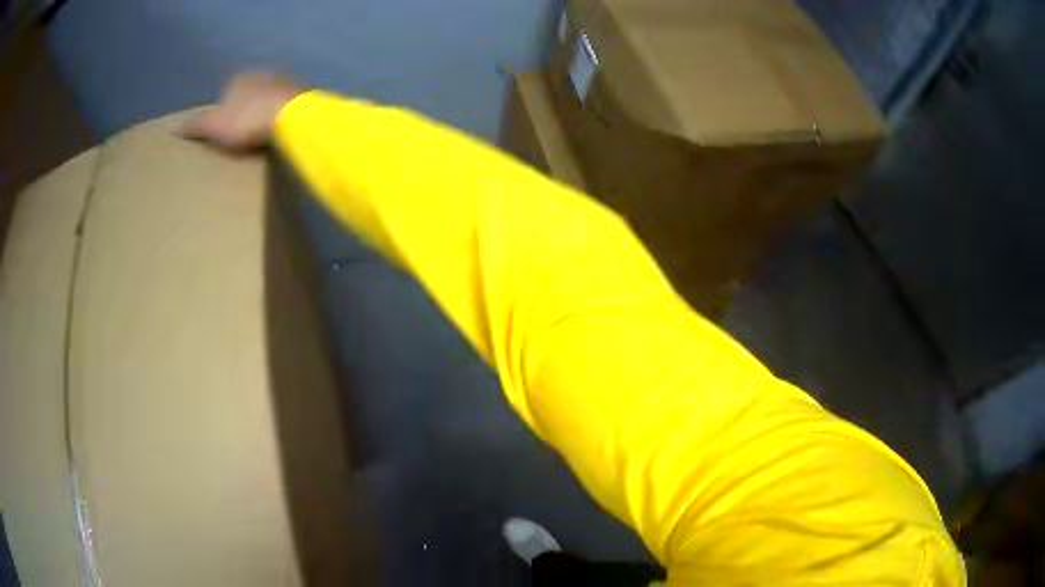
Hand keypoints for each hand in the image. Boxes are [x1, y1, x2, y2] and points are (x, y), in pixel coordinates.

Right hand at [182, 71, 305, 149]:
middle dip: (248, 110)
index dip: (225, 112)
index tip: (225, 132)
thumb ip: (194, 126)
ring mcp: (287, 82)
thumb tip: (173, 128)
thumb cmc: (247, 120)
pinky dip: (284, 118)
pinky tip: (282, 133)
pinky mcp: (306, 96)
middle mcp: (265, 73)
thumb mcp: (213, 126)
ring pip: (272, 98)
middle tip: (244, 135)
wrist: (292, 116)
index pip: (228, 91)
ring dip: (267, 113)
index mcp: (241, 78)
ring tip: (262, 136)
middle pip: (252, 93)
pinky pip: (289, 108)